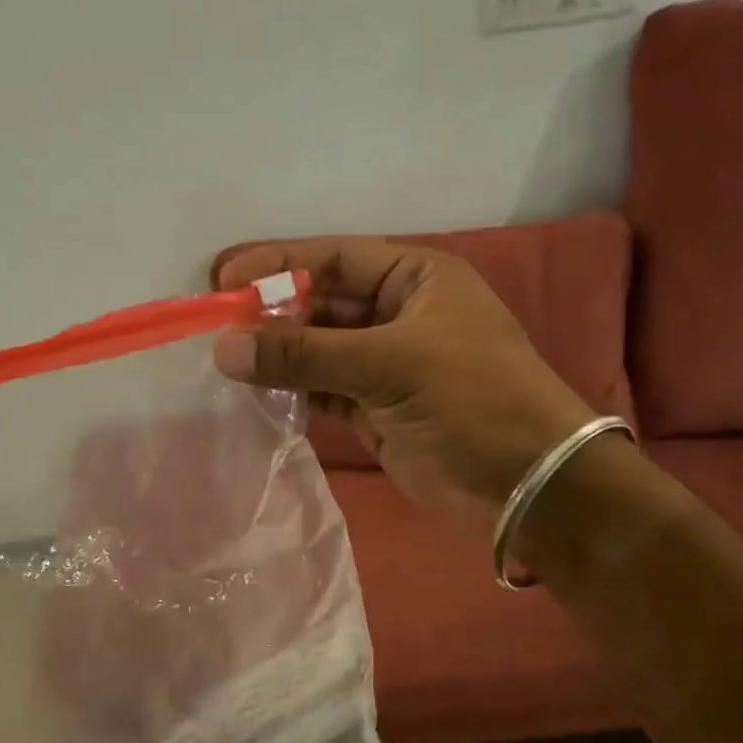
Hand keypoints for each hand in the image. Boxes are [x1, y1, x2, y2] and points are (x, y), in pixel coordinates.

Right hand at [214, 239, 595, 524]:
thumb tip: (224, 348)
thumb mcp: (389, 364)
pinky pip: (323, 389)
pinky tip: (256, 392)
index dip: (278, 266)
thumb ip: (304, 355)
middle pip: (321, 303)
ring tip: (225, 361)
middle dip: (272, 314)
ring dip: (278, 355)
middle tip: (216, 328)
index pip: (334, 259)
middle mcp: (399, 313)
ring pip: (319, 349)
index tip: (224, 282)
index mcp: (416, 278)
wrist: (526, 483)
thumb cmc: (471, 400)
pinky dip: (293, 390)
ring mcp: (387, 363)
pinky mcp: (376, 408)